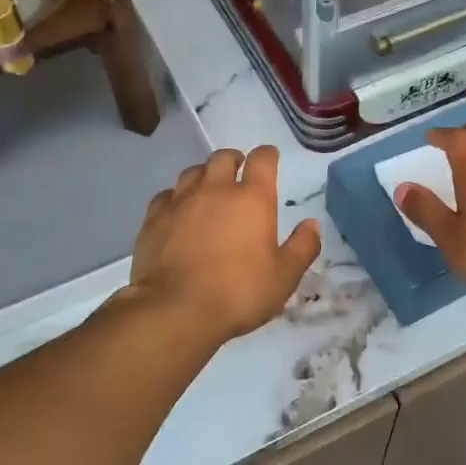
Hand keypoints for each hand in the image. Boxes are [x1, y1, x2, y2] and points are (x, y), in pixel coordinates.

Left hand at [130, 146, 320, 341]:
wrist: (177, 309)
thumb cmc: (239, 292)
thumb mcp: (284, 277)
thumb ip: (302, 247)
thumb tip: (312, 224)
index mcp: (252, 199)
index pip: (262, 160)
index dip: (268, 155)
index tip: (270, 158)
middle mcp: (215, 190)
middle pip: (223, 158)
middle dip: (233, 160)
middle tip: (238, 172)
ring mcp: (180, 202)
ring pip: (192, 172)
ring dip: (204, 175)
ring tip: (208, 189)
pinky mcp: (153, 219)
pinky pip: (165, 196)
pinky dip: (175, 198)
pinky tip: (177, 212)